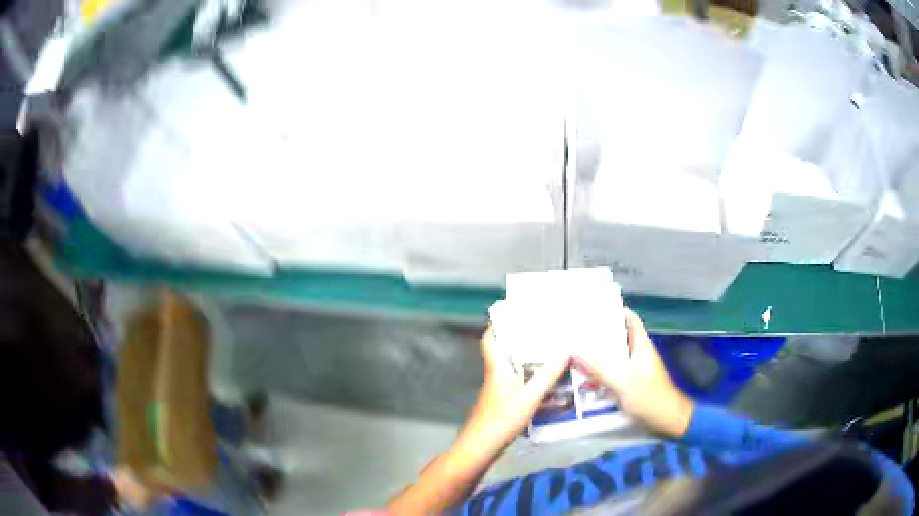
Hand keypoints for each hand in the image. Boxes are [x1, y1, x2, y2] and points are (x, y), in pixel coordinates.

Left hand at [457, 326, 570, 454]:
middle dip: (522, 341)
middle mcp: (495, 375)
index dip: (498, 324)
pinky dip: (531, 380)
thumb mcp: (530, 397)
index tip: (515, 312)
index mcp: (497, 368)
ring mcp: (498, 391)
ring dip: (529, 361)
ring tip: (553, 353)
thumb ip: (547, 375)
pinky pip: (518, 384)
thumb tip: (566, 348)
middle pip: (505, 351)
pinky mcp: (503, 404)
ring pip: (513, 368)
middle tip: (545, 331)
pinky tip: (549, 384)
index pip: (490, 339)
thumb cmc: (502, 420)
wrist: (481, 448)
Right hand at [574, 309, 693, 437]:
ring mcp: (634, 371)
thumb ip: (600, 367)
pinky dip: (599, 374)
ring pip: (613, 358)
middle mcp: (638, 355)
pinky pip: (611, 374)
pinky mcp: (630, 386)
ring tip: (573, 352)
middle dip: (598, 335)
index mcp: (641, 346)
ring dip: (596, 356)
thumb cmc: (650, 398)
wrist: (667, 422)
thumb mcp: (623, 382)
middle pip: (617, 338)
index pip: (630, 320)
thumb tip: (575, 351)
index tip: (593, 308)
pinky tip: (583, 378)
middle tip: (574, 331)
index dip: (615, 311)